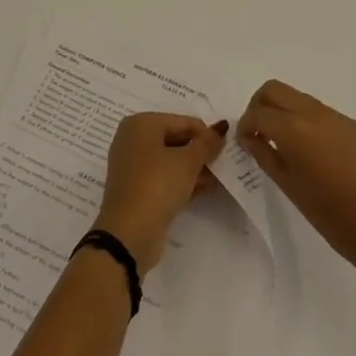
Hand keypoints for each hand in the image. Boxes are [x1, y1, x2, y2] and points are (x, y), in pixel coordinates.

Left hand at [93, 113, 227, 270]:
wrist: (128, 234)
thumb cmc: (157, 186)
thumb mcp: (188, 162)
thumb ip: (207, 143)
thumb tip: (222, 127)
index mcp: (141, 123)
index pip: (183, 122)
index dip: (206, 135)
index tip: (226, 151)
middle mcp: (133, 139)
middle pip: (176, 139)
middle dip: (200, 152)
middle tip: (223, 165)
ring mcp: (132, 165)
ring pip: (170, 159)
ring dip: (194, 167)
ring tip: (219, 178)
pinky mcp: (136, 188)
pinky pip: (163, 177)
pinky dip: (182, 180)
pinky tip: (204, 189)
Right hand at [237, 79, 355, 273]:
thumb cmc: (330, 215)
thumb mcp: (289, 187)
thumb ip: (265, 155)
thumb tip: (251, 137)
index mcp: (294, 129)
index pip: (258, 112)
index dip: (245, 125)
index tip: (245, 142)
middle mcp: (313, 113)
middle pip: (274, 89)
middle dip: (259, 106)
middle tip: (258, 133)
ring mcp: (336, 116)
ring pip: (297, 96)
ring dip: (282, 110)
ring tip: (282, 143)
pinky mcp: (352, 125)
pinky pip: (318, 110)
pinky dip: (303, 119)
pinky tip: (309, 150)